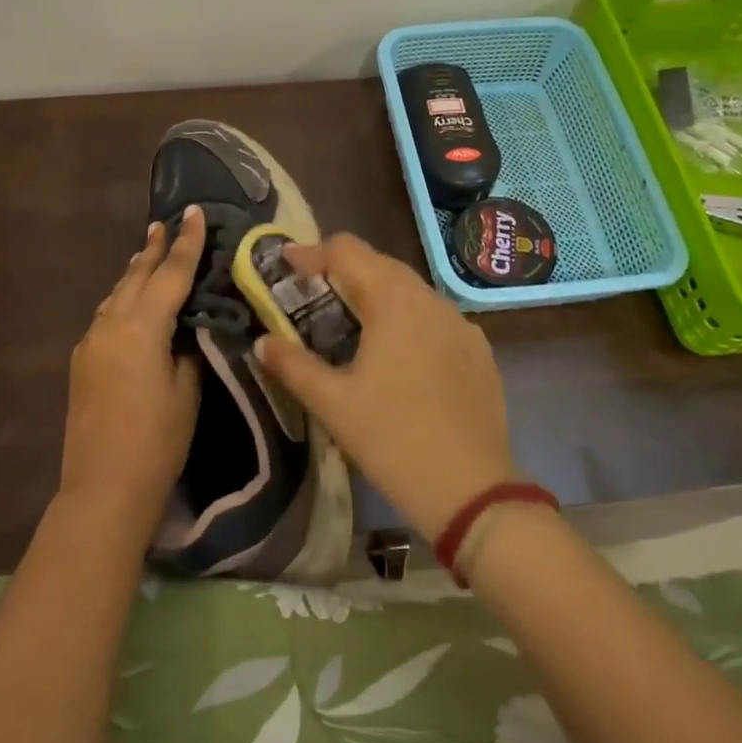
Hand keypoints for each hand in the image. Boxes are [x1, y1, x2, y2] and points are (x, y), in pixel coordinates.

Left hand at [57, 204, 206, 548]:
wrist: (103, 488)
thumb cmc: (157, 442)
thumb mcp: (186, 392)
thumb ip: (186, 350)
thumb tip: (184, 330)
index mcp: (141, 328)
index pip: (170, 275)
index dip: (186, 243)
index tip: (194, 212)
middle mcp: (110, 325)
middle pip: (135, 277)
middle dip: (153, 249)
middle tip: (165, 223)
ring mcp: (90, 343)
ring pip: (116, 295)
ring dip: (134, 274)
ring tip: (148, 255)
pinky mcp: (81, 362)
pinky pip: (106, 316)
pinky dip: (122, 301)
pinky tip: (131, 304)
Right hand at [254, 233, 514, 542]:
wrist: (471, 491)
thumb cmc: (392, 439)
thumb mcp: (332, 403)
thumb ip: (292, 365)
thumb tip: (262, 342)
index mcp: (394, 301)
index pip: (347, 251)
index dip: (311, 253)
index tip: (285, 264)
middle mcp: (432, 300)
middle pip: (380, 265)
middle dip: (343, 271)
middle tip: (312, 294)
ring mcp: (461, 325)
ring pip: (411, 291)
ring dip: (376, 295)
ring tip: (350, 323)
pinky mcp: (479, 352)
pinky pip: (435, 319)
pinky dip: (407, 320)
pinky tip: (396, 354)